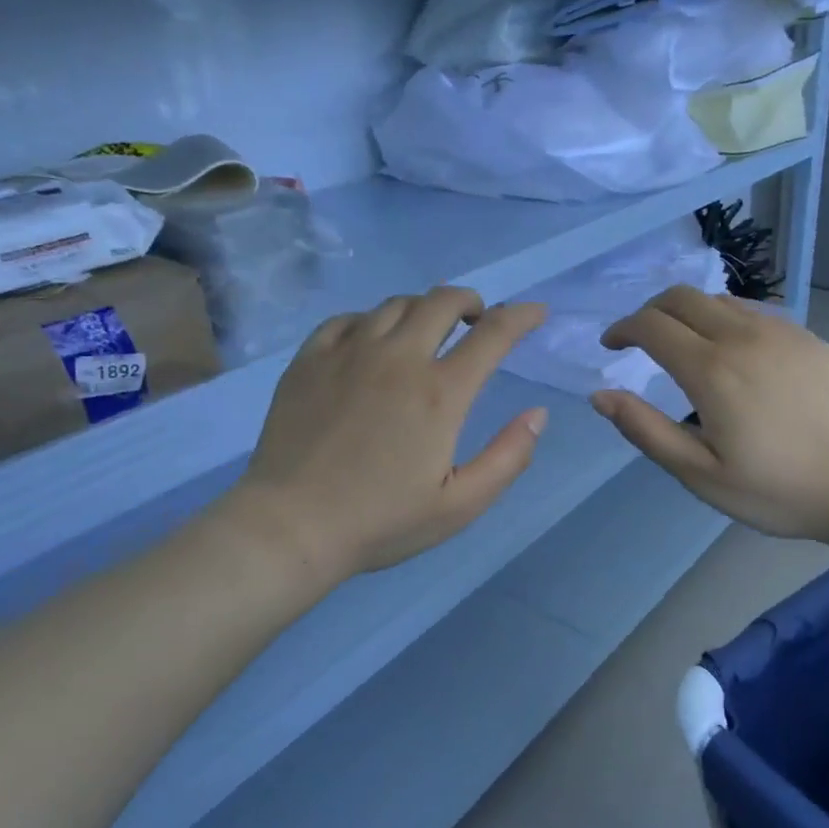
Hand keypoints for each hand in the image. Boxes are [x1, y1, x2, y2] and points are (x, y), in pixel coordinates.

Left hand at [230, 287, 548, 579]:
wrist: (291, 526)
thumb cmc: (381, 520)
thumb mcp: (460, 505)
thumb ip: (508, 458)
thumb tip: (538, 414)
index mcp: (440, 393)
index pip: (493, 335)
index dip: (521, 317)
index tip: (535, 312)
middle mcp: (398, 358)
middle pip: (442, 301)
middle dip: (470, 301)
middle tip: (476, 319)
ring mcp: (348, 353)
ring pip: (395, 304)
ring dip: (423, 309)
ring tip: (427, 330)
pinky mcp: (310, 360)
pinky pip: (348, 319)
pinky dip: (373, 321)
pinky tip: (372, 342)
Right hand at [590, 287, 828, 543]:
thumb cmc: (778, 489)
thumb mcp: (701, 474)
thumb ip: (646, 430)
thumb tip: (600, 395)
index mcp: (712, 370)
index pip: (652, 326)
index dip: (623, 329)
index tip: (611, 346)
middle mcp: (743, 337)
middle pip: (681, 297)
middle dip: (650, 311)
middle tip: (640, 340)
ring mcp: (781, 332)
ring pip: (719, 299)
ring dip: (688, 312)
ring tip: (683, 344)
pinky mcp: (808, 337)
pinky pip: (754, 311)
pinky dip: (725, 318)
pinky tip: (732, 350)